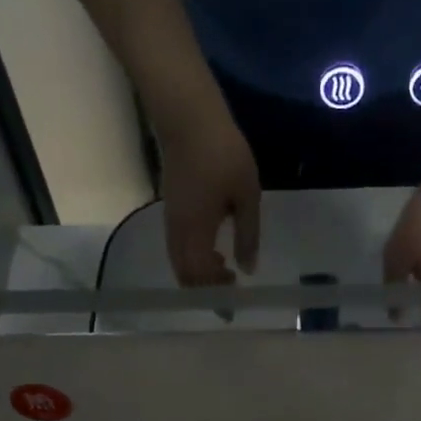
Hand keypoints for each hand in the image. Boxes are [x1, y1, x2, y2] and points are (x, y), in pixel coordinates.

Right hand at [158, 102, 260, 286]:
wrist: (188, 119)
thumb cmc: (223, 154)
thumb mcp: (247, 195)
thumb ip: (248, 235)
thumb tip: (248, 270)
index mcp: (197, 231)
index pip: (201, 276)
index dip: (215, 293)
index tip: (234, 302)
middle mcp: (179, 232)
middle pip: (185, 275)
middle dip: (206, 288)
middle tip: (230, 290)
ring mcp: (172, 220)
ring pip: (179, 262)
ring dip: (199, 274)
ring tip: (224, 272)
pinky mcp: (171, 210)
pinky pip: (178, 248)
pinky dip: (194, 258)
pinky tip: (213, 250)